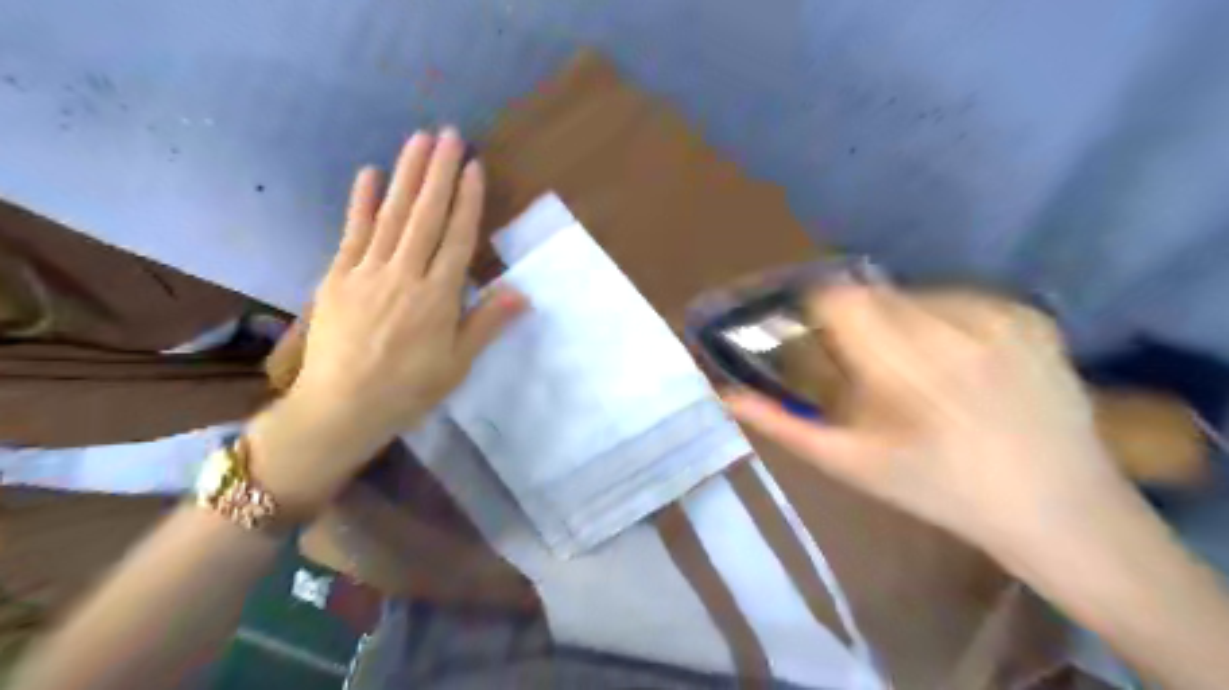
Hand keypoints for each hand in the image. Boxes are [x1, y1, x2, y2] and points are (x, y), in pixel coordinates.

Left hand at [277, 128, 526, 457]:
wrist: (340, 409)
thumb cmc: (408, 390)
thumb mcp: (457, 364)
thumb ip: (486, 322)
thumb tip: (522, 292)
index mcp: (437, 297)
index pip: (457, 238)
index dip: (467, 201)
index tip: (473, 167)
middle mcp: (404, 275)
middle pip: (425, 216)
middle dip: (439, 173)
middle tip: (448, 134)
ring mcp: (367, 272)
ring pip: (391, 215)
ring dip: (406, 175)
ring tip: (418, 140)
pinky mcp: (338, 277)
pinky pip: (352, 233)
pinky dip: (361, 202)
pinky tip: (369, 174)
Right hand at [723, 284, 1137, 562]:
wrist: (1056, 507)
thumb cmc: (937, 489)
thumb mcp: (849, 463)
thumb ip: (782, 424)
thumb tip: (724, 393)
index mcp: (903, 368)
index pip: (837, 298)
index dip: (815, 309)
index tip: (816, 338)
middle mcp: (953, 329)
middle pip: (871, 292)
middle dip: (855, 320)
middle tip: (866, 365)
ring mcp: (999, 316)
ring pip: (912, 293)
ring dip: (897, 320)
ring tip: (916, 370)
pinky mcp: (1030, 314)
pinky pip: (958, 299)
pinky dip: (941, 321)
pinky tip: (958, 364)